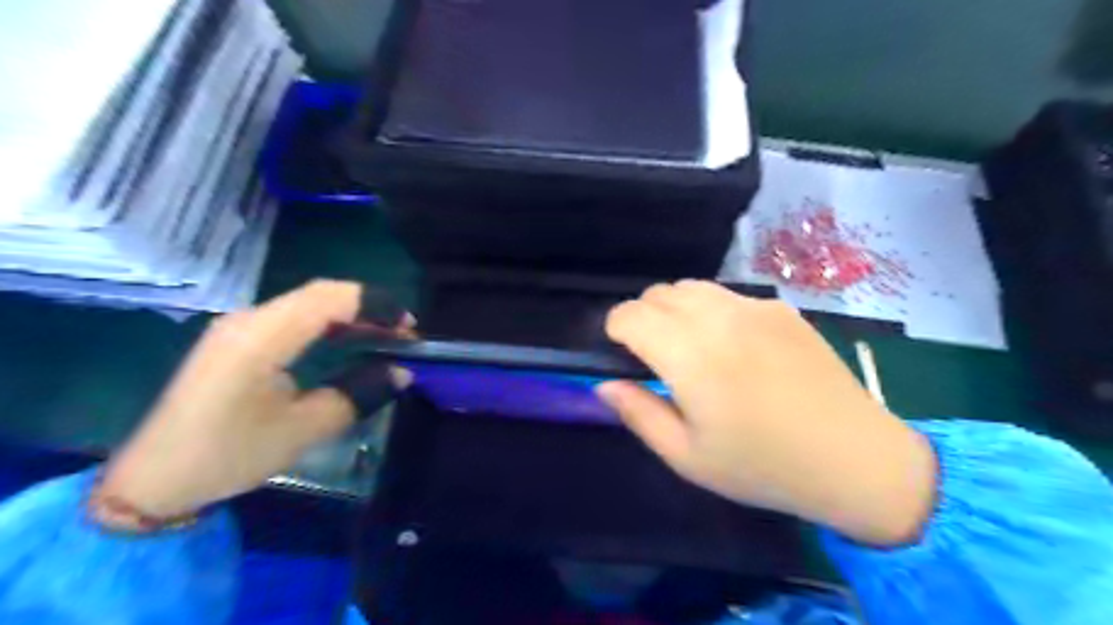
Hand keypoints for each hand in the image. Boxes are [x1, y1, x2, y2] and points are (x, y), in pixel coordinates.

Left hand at [98, 281, 410, 519]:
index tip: (410, 325)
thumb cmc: (229, 454)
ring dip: (349, 314)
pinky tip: (345, 341)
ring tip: (384, 334)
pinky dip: (327, 324)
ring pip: (307, 303)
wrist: (153, 480)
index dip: (375, 304)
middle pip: (320, 294)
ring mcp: (239, 327)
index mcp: (262, 337)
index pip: (329, 298)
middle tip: (404, 331)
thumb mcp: (303, 429)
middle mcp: (248, 319)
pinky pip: (292, 318)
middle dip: (368, 307)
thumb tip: (402, 373)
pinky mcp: (236, 340)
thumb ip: (358, 395)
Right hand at [594, 280, 932, 543]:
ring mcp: (755, 307)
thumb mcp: (687, 456)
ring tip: (689, 346)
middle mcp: (719, 319)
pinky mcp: (781, 309)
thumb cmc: (762, 466)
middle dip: (643, 317)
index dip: (615, 329)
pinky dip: (712, 310)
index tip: (621, 353)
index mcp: (690, 356)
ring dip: (675, 308)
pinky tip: (733, 346)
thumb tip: (605, 384)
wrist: (855, 459)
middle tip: (654, 356)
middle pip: (658, 293)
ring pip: (692, 286)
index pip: (630, 314)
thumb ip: (638, 414)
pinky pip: (729, 295)